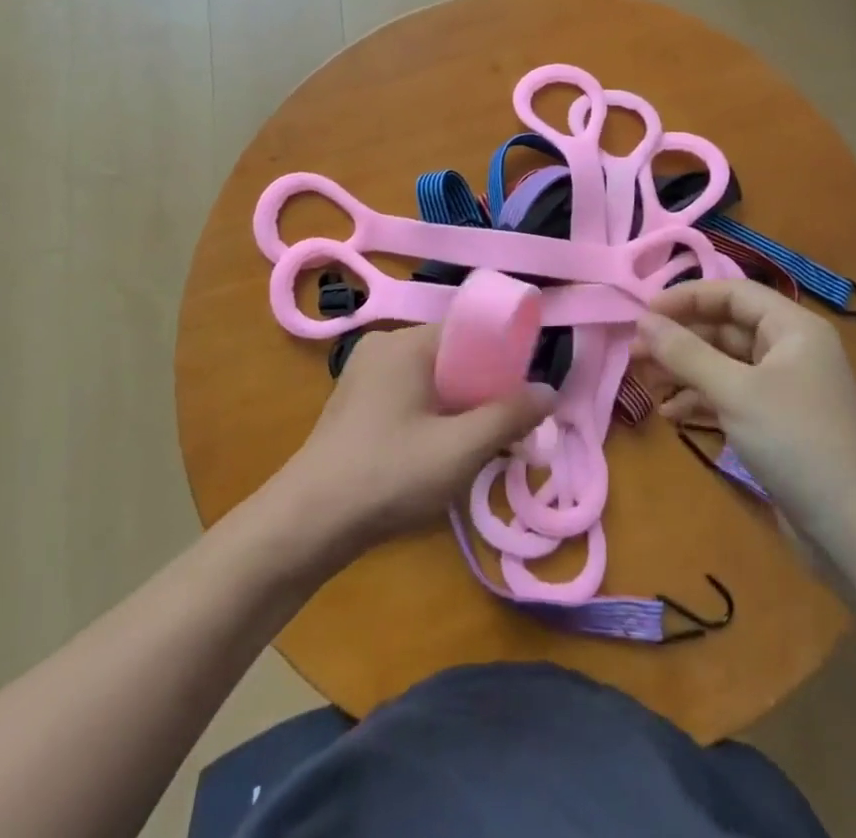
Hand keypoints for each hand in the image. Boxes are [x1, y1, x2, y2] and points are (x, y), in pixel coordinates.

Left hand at [278, 325, 553, 557]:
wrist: (306, 524)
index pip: (468, 330)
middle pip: (451, 355)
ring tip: (479, 446)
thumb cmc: (388, 475)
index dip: (503, 356)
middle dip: (483, 389)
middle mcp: (383, 347)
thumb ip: (508, 417)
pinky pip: (409, 396)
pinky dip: (433, 416)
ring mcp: (365, 375)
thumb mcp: (459, 450)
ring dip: (460, 407)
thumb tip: (549, 391)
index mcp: (405, 343)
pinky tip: (442, 453)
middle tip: (507, 429)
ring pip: (431, 379)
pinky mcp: (356, 403)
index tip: (525, 392)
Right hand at [634, 281, 855, 548]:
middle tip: (635, 352)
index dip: (686, 298)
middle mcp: (789, 350)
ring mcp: (783, 389)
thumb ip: (685, 353)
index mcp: (793, 328)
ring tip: (644, 382)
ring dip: (684, 370)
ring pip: (723, 364)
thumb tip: (643, 320)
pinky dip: (700, 400)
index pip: (732, 293)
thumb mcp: (735, 392)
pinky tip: (670, 413)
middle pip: (725, 328)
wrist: (855, 532)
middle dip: (680, 338)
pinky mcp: (775, 423)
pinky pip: (729, 396)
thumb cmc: (797, 443)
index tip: (643, 313)